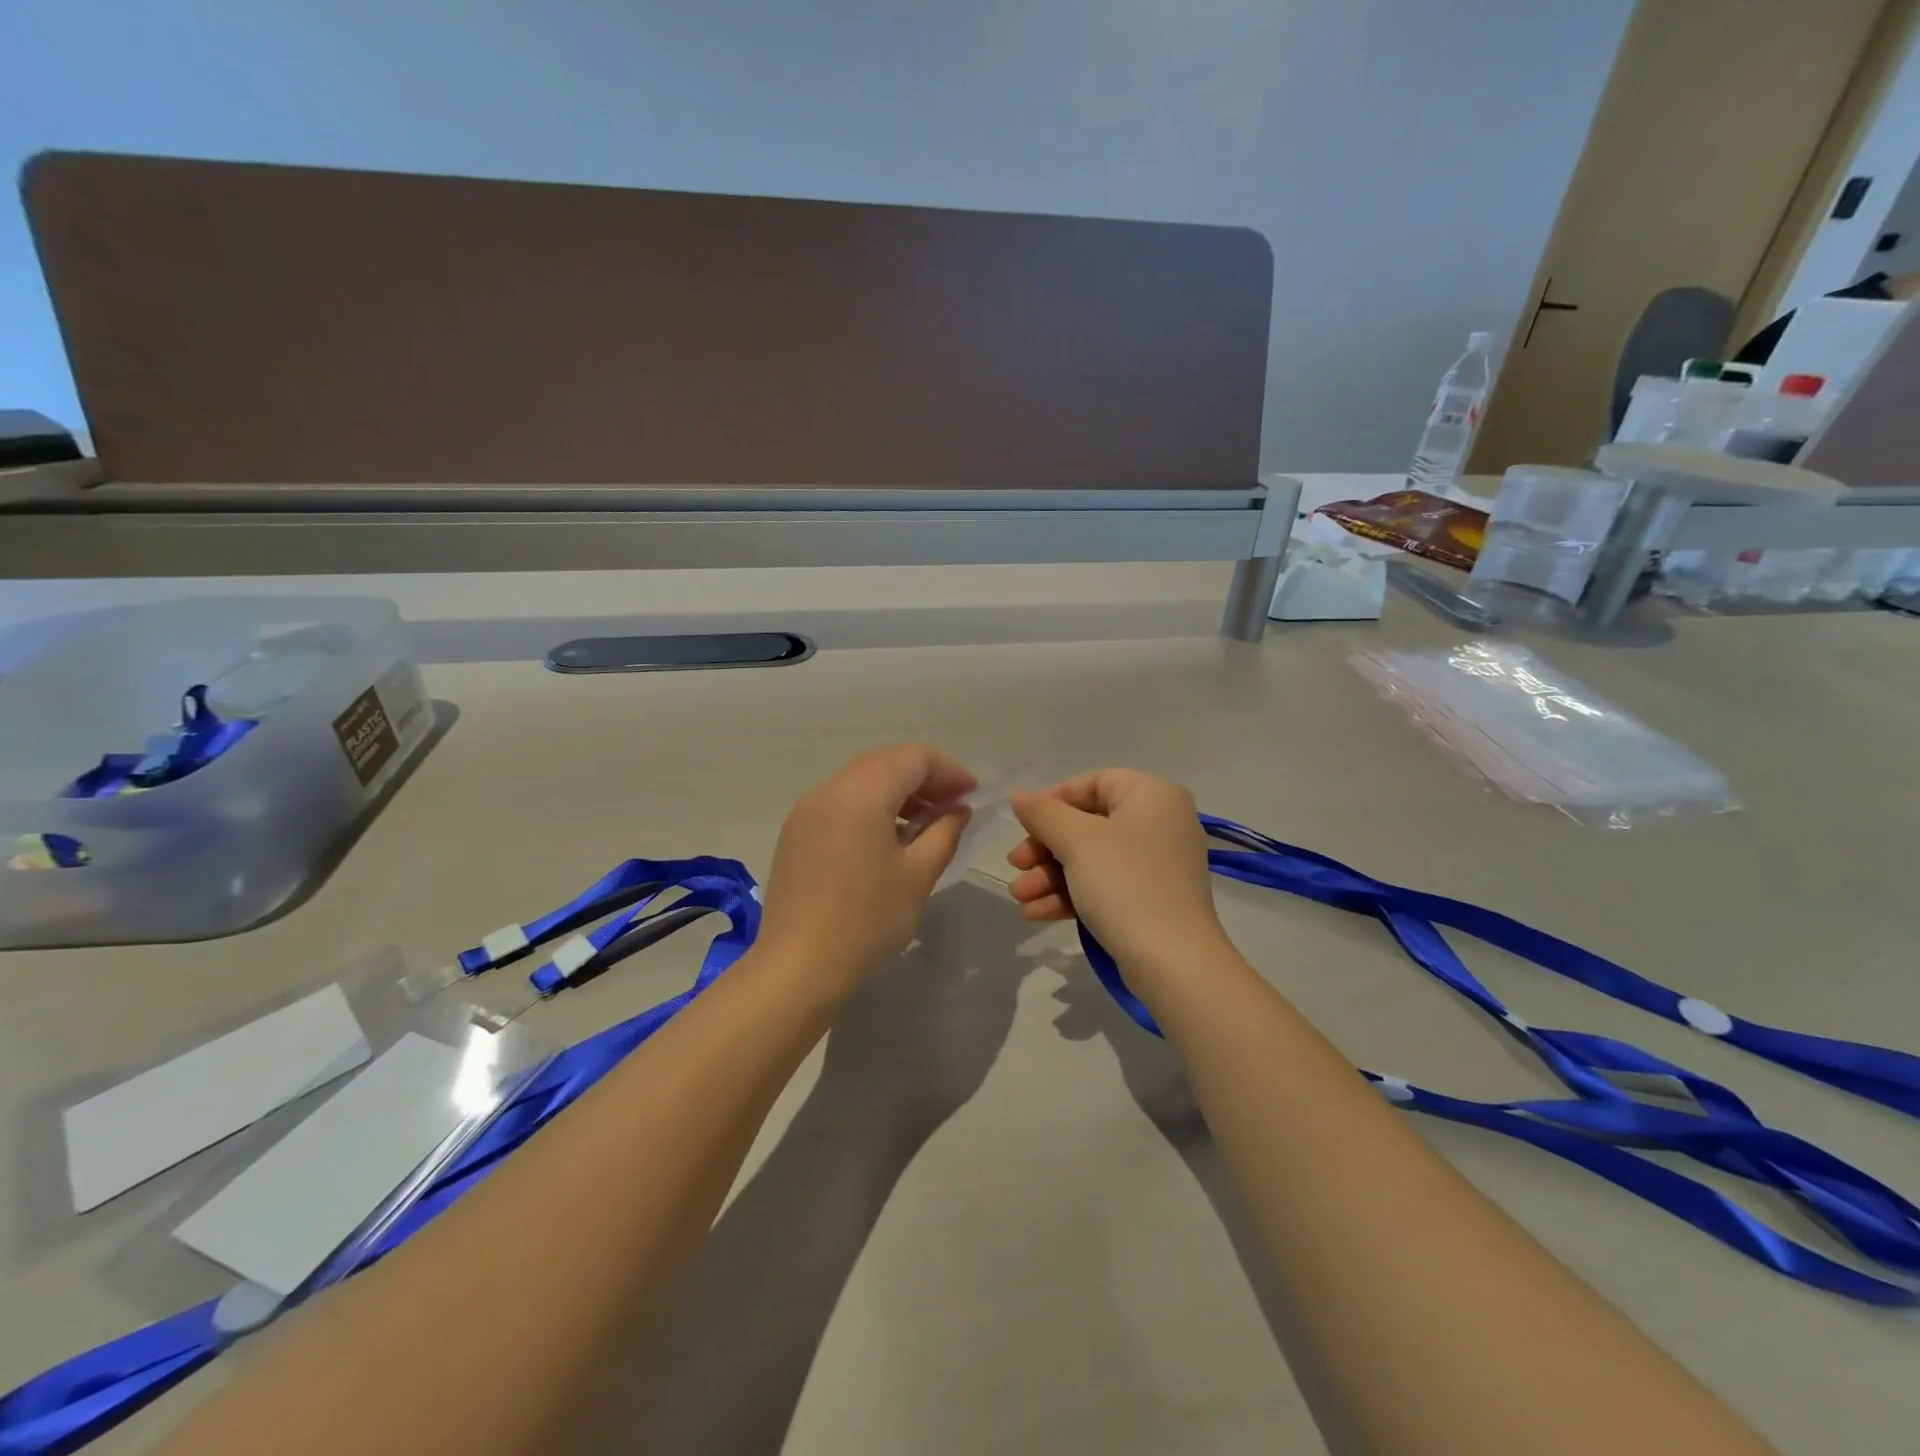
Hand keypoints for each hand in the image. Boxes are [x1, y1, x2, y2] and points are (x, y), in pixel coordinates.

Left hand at [758, 743, 976, 989]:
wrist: (798, 966)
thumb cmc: (867, 919)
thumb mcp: (918, 874)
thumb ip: (944, 831)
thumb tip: (957, 810)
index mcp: (862, 793)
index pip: (914, 757)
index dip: (949, 770)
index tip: (972, 795)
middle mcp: (830, 789)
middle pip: (885, 762)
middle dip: (923, 777)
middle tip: (952, 806)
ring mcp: (807, 810)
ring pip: (860, 779)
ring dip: (896, 790)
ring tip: (923, 824)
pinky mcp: (796, 832)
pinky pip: (840, 801)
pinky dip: (870, 806)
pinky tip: (886, 838)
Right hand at [1006, 770, 1229, 989]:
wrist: (1172, 961)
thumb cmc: (1125, 883)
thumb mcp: (1076, 841)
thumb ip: (1043, 813)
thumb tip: (1019, 796)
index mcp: (1153, 795)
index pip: (1094, 783)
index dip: (1054, 801)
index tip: (1025, 825)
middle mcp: (1160, 823)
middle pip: (1088, 824)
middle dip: (1045, 848)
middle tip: (1015, 865)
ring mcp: (1157, 865)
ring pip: (1092, 859)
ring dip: (1050, 876)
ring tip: (1020, 897)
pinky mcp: (1151, 900)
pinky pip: (1105, 886)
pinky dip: (1072, 895)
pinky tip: (1037, 914)